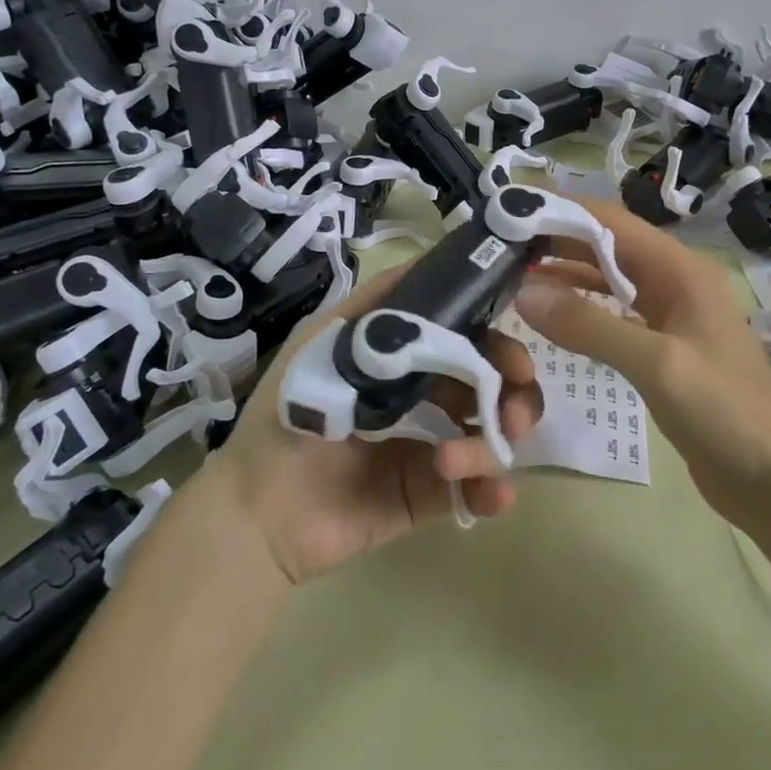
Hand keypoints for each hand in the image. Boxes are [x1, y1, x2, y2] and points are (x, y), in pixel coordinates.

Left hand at [212, 266, 543, 584]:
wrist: (255, 509)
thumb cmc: (289, 412)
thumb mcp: (325, 342)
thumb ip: (377, 304)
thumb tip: (435, 261)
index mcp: (404, 358)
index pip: (466, 337)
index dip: (496, 339)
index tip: (513, 352)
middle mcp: (424, 396)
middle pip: (492, 383)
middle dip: (514, 392)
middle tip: (514, 411)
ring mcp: (429, 446)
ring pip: (490, 434)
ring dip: (492, 443)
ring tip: (455, 459)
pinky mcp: (426, 494)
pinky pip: (474, 489)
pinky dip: (491, 489)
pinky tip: (492, 494)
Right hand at [514, 197, 770, 529]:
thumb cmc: (723, 413)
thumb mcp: (655, 364)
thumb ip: (589, 326)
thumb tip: (524, 294)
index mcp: (682, 270)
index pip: (613, 222)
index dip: (564, 213)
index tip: (513, 214)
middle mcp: (676, 282)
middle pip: (609, 246)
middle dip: (559, 241)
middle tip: (502, 246)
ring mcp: (671, 315)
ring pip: (610, 279)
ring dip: (568, 274)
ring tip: (516, 274)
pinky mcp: (664, 346)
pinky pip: (616, 313)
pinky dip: (584, 308)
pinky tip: (552, 315)